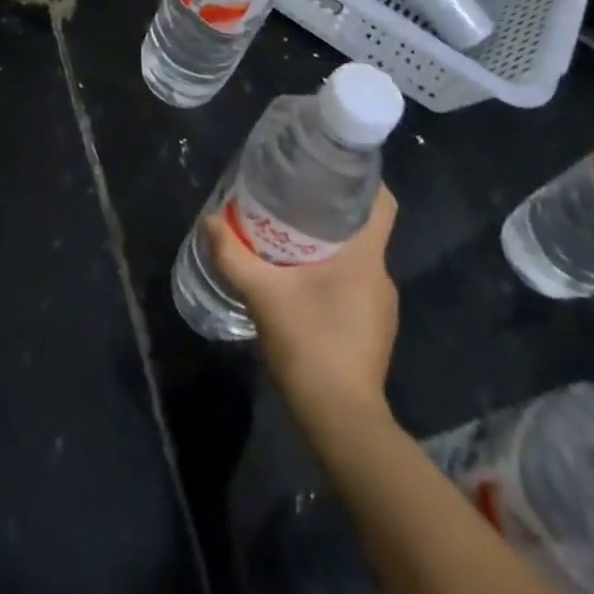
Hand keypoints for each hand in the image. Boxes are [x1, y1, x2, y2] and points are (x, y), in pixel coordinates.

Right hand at [206, 185, 398, 424]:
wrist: (341, 423)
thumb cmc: (309, 345)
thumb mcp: (262, 295)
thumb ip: (233, 255)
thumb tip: (210, 221)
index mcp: (366, 257)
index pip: (383, 203)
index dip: (364, 181)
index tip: (330, 171)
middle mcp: (381, 276)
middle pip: (364, 229)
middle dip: (330, 214)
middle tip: (292, 202)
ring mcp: (381, 308)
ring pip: (357, 260)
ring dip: (329, 249)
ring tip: (290, 242)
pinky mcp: (374, 332)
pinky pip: (354, 288)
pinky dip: (332, 278)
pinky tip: (301, 287)